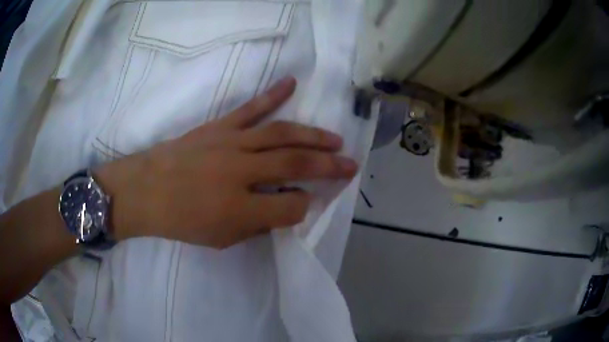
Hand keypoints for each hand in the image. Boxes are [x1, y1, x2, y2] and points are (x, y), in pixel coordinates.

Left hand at [95, 77, 357, 248]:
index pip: (291, 207)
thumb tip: (288, 206)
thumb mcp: (222, 239)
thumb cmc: (181, 221)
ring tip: (335, 139)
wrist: (144, 190)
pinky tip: (291, 83)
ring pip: (282, 134)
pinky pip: (249, 108)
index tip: (308, 204)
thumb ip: (259, 225)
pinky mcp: (218, 127)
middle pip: (296, 165)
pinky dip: (272, 94)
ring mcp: (230, 143)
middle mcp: (240, 172)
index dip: (305, 206)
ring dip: (313, 136)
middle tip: (351, 164)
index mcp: (240, 209)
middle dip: (328, 166)